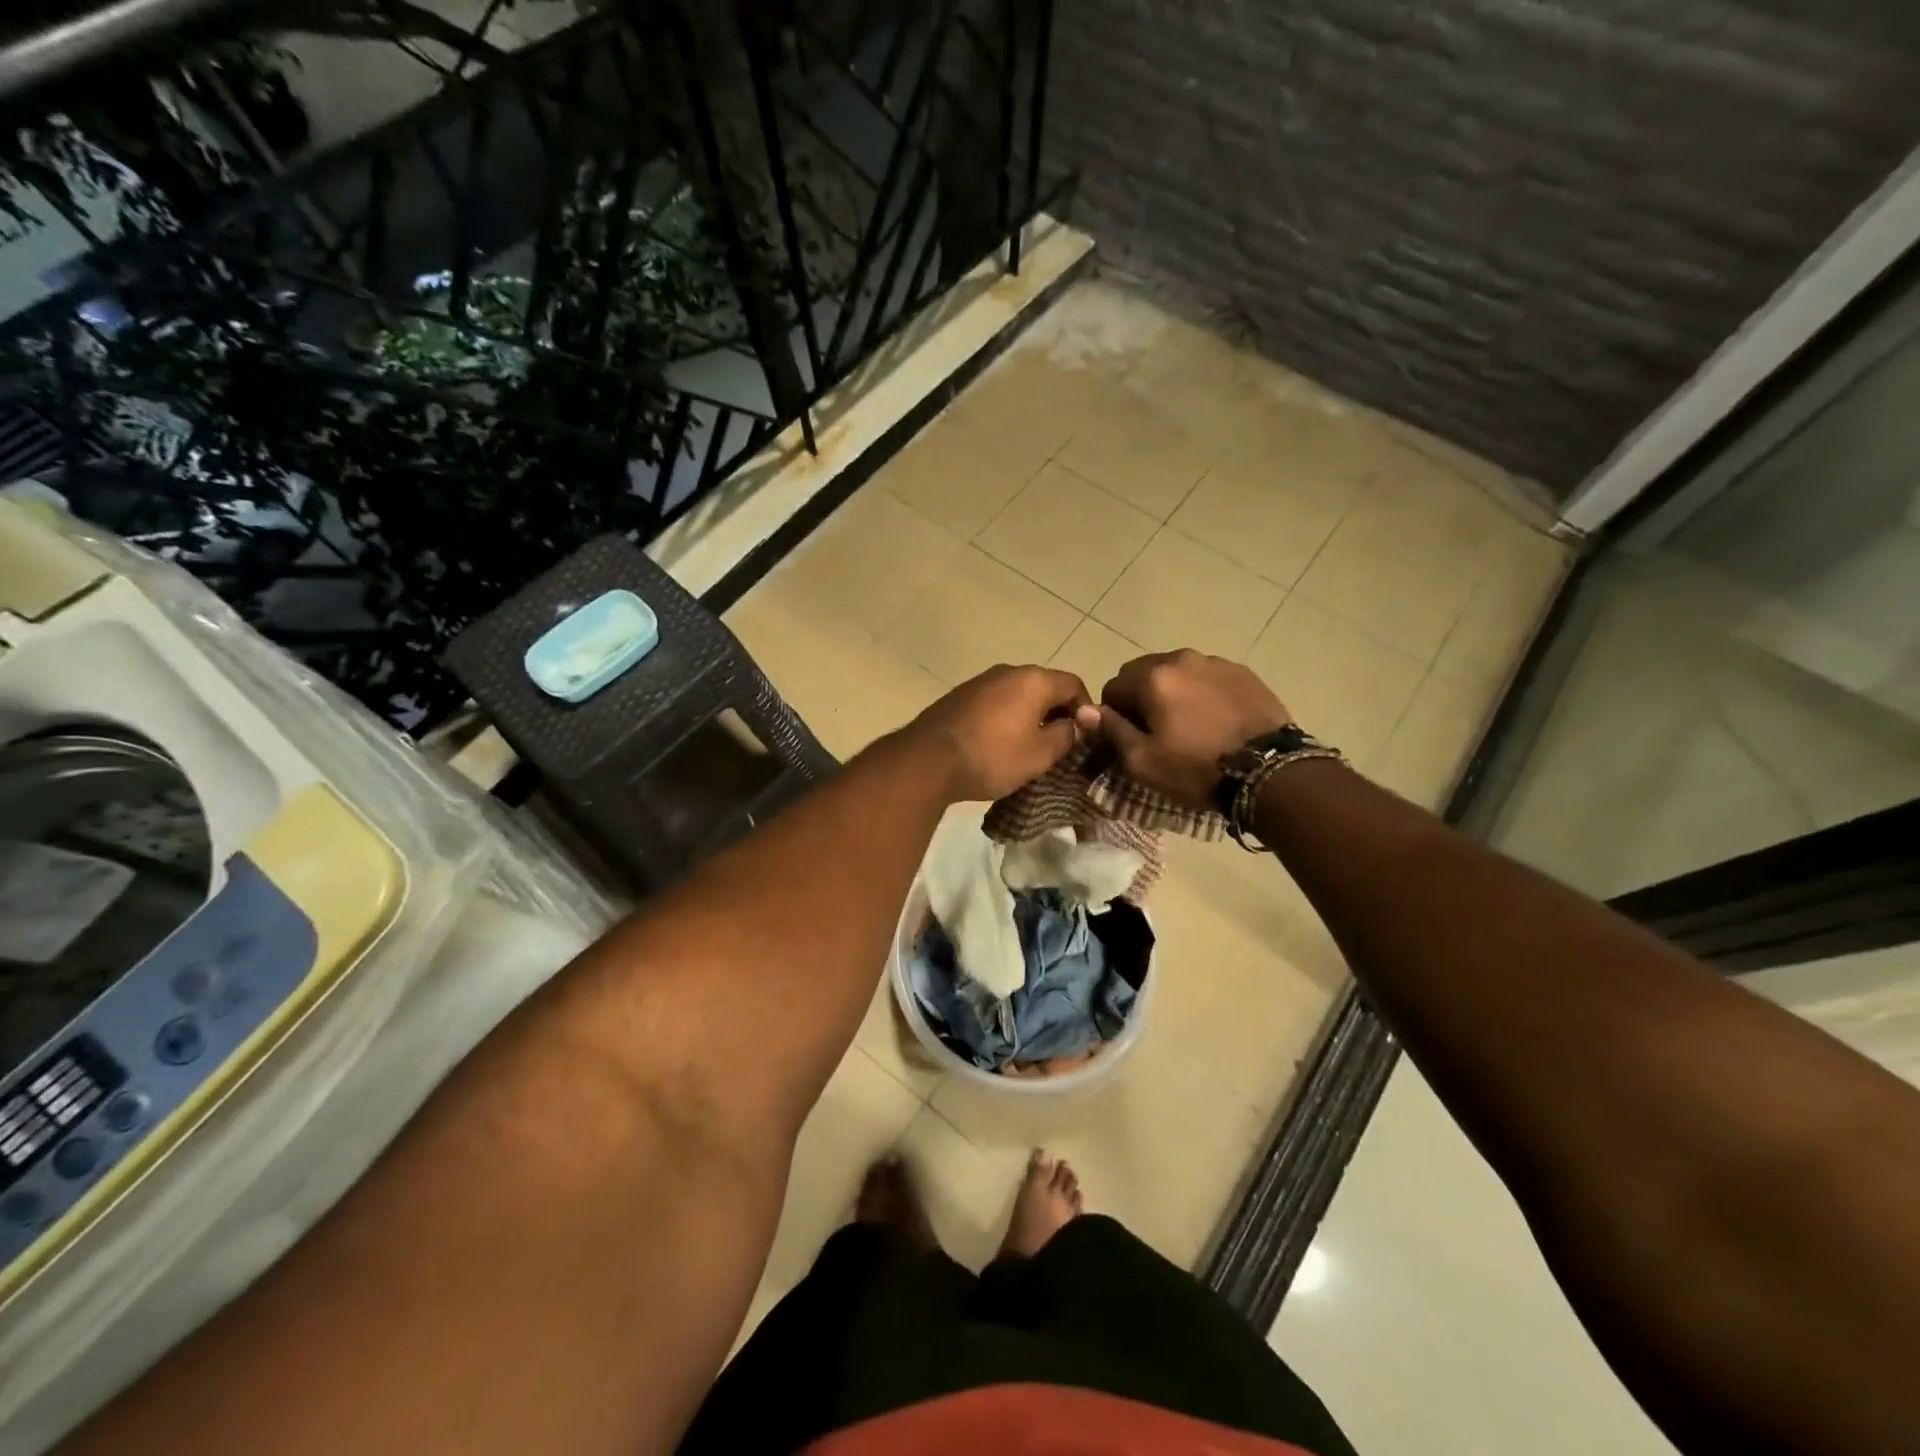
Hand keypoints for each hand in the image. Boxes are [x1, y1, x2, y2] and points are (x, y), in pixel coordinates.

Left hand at [905, 664, 1089, 801]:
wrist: (928, 760)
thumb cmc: (993, 756)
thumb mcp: (1040, 754)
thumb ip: (1066, 735)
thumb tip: (1076, 725)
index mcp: (1033, 680)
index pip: (1074, 685)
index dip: (1085, 710)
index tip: (1085, 738)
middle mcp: (1008, 671)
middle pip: (1044, 687)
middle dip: (1057, 713)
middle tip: (1060, 745)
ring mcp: (980, 682)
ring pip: (1017, 695)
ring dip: (1029, 716)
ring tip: (1029, 747)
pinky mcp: (959, 697)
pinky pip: (994, 703)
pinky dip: (1005, 719)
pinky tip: (999, 744)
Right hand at [1074, 649, 1291, 809]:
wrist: (1269, 771)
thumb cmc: (1196, 769)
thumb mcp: (1142, 761)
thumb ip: (1110, 730)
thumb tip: (1083, 710)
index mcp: (1153, 677)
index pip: (1113, 687)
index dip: (1114, 715)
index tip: (1129, 739)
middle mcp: (1182, 658)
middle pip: (1145, 673)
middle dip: (1142, 698)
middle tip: (1157, 733)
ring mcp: (1216, 662)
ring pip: (1178, 673)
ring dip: (1173, 693)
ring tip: (1188, 727)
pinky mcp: (1244, 673)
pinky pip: (1208, 678)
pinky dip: (1202, 694)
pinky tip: (1214, 721)